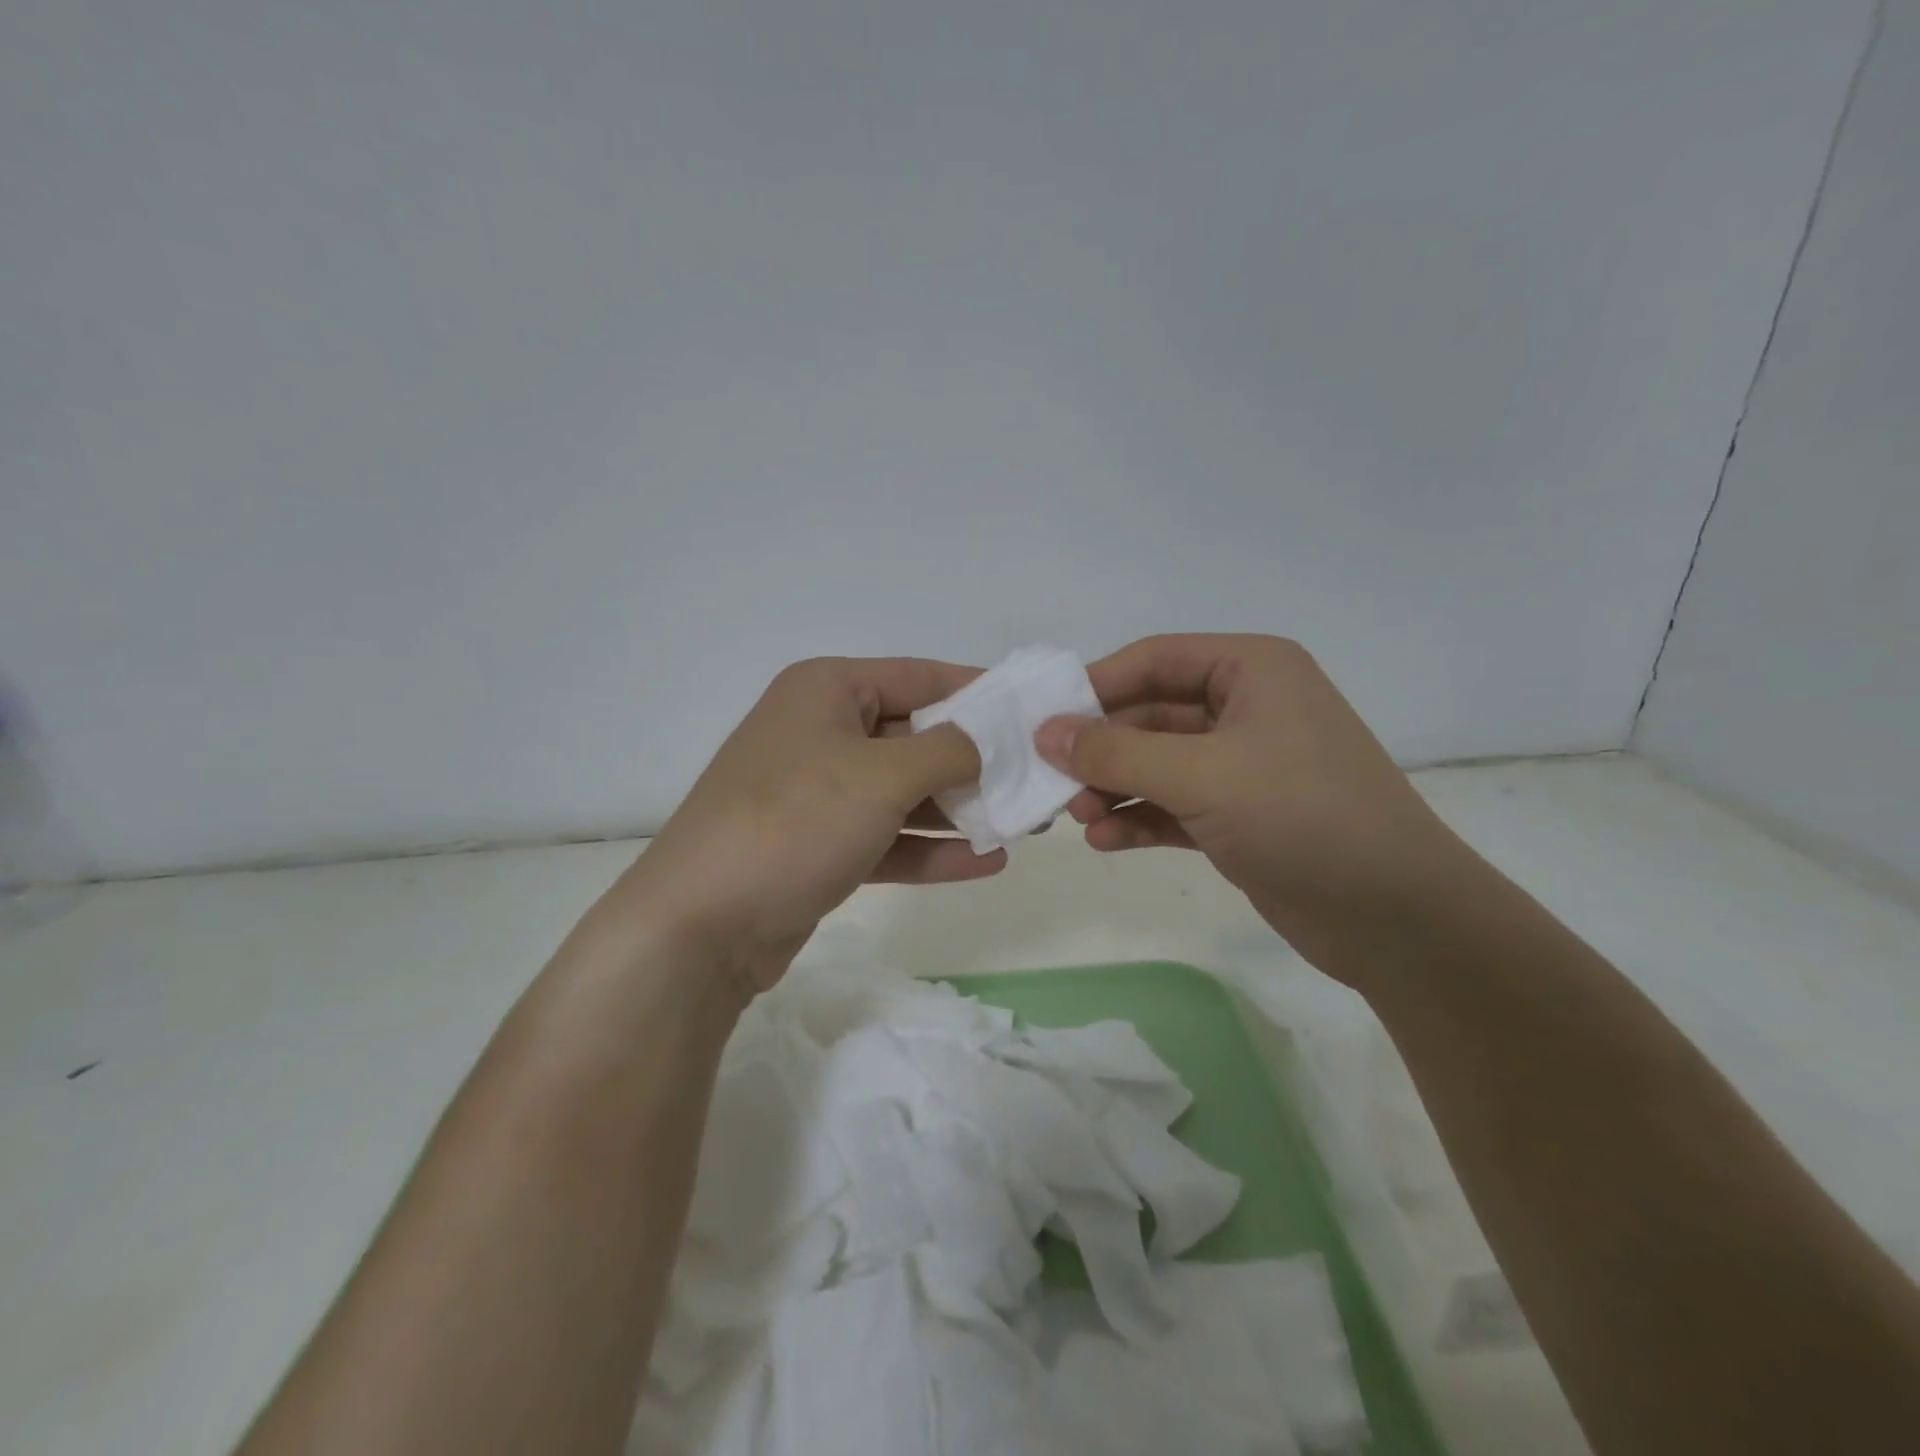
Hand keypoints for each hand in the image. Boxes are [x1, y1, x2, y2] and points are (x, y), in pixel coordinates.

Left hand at [601, 657, 1000, 992]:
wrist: (701, 924)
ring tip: (1026, 824)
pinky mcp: (822, 847)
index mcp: (828, 690)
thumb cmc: (795, 821)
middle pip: (917, 737)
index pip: (919, 676)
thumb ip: (949, 750)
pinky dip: (933, 850)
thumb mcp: (882, 775)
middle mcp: (823, 732)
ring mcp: (821, 794)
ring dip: (962, 810)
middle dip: (978, 761)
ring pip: (906, 793)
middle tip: (1037, 779)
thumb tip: (988, 740)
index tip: (1032, 711)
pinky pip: (889, 838)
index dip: (979, 691)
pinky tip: (987, 862)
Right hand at [1035, 634, 1465, 973]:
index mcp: (1251, 670)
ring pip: (1157, 764)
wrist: (1396, 918)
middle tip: (1052, 780)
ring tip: (1077, 817)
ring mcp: (1244, 766)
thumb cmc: (1302, 816)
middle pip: (1149, 715)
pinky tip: (1106, 840)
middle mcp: (1247, 708)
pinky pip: (1173, 805)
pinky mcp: (1239, 816)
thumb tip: (1045, 732)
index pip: (1153, 660)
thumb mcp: (1201, 775)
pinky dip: (1139, 818)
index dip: (1094, 686)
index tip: (1043, 720)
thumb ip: (1116, 753)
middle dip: (1101, 749)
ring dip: (1114, 787)